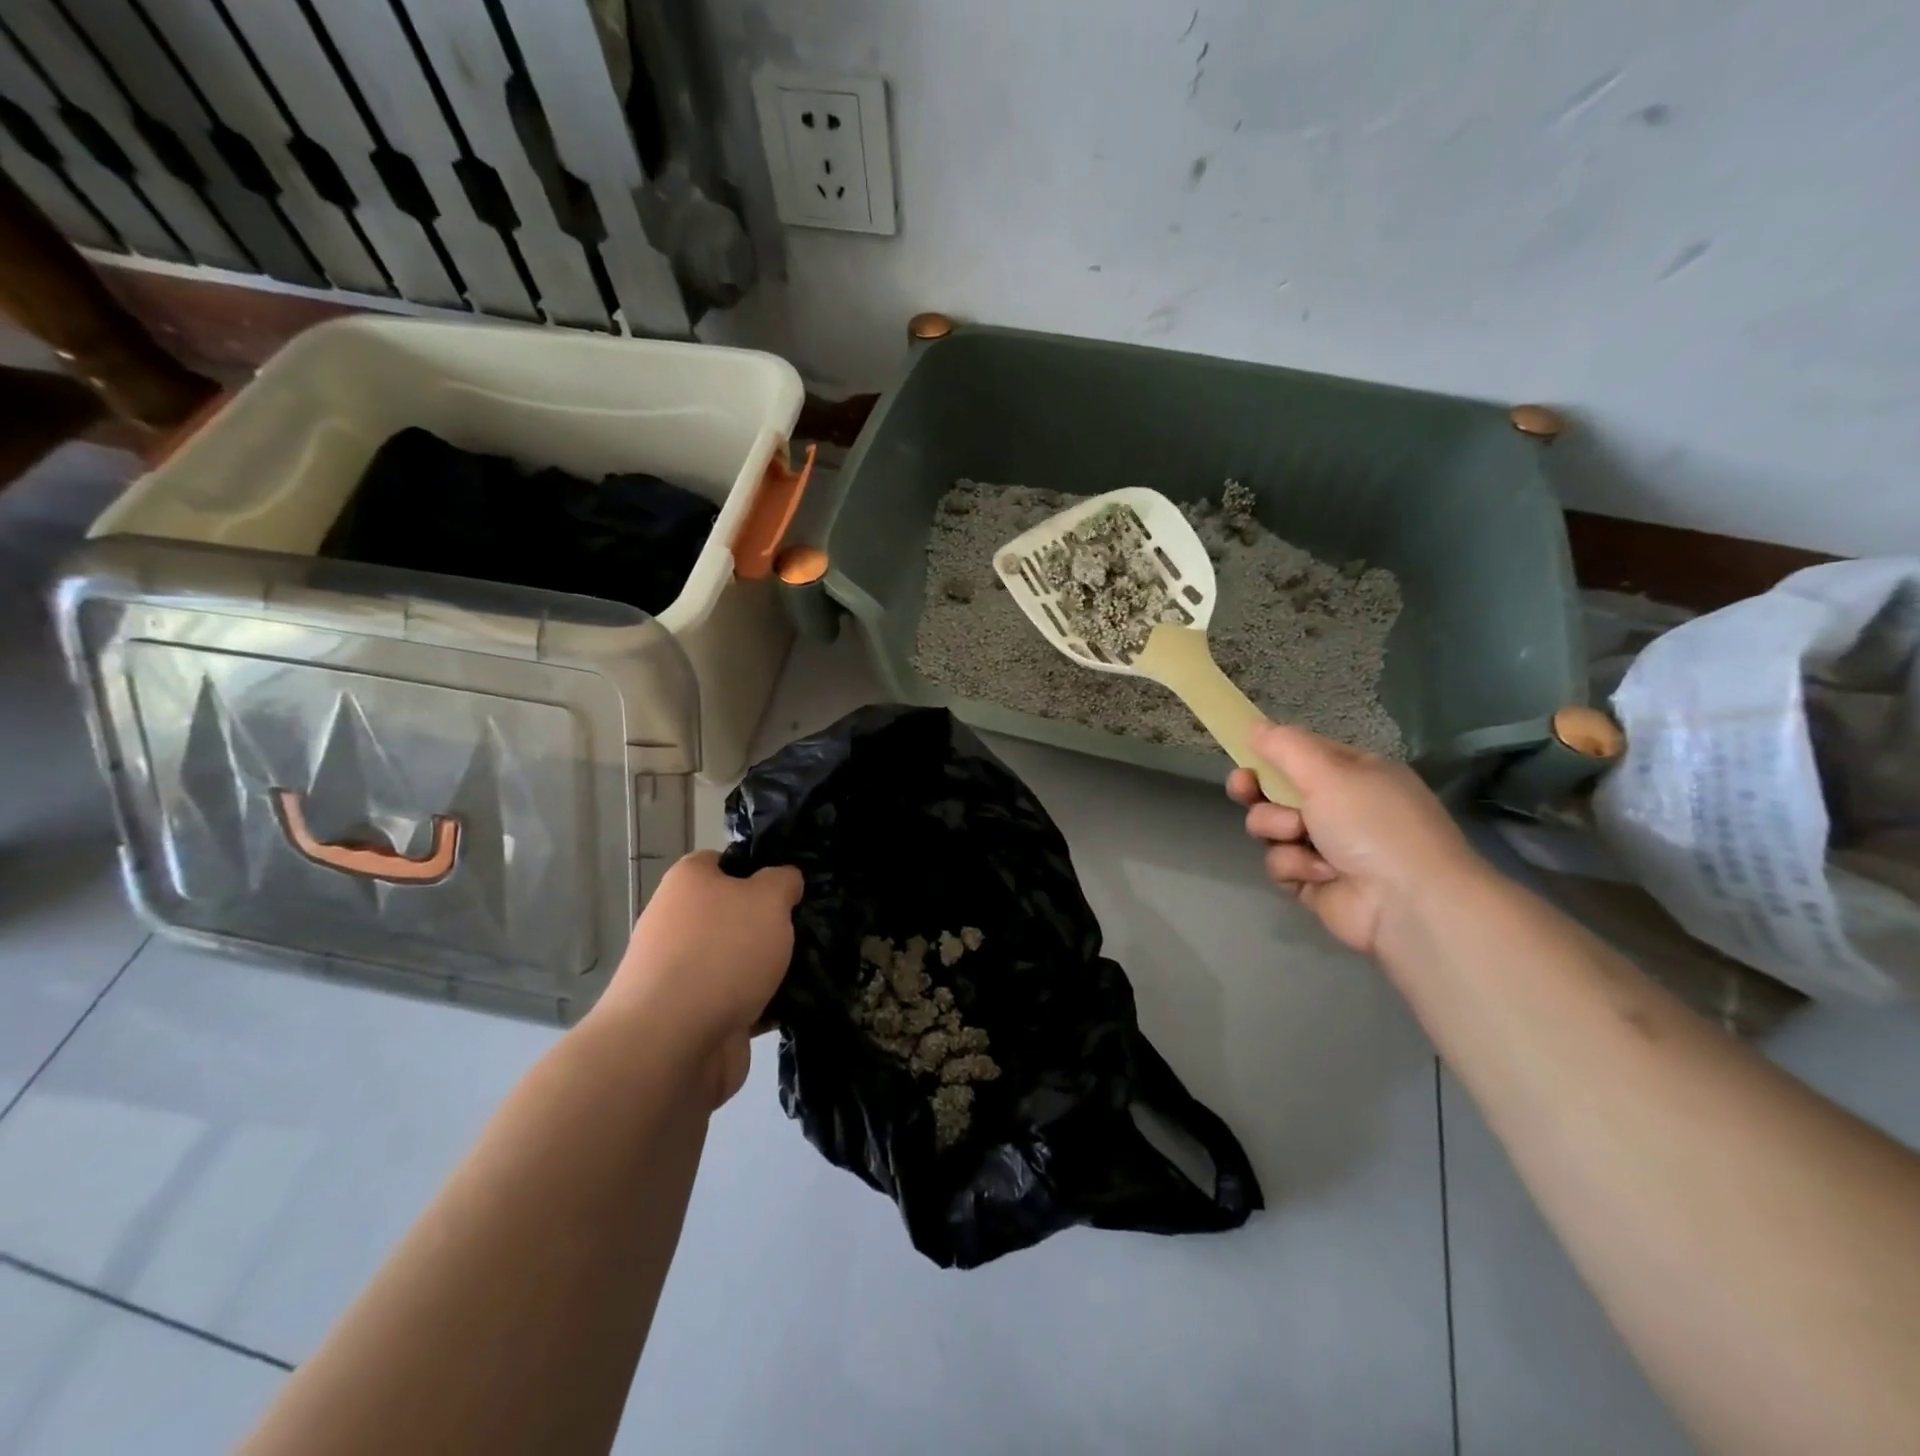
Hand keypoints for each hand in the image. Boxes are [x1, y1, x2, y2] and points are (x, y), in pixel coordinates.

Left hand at [595, 851, 802, 1107]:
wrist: (672, 1044)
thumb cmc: (721, 952)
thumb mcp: (768, 898)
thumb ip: (783, 880)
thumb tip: (784, 881)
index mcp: (688, 882)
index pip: (726, 861)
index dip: (760, 867)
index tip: (793, 883)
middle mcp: (679, 922)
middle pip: (736, 913)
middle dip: (773, 922)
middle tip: (811, 926)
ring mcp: (685, 972)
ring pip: (741, 958)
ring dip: (773, 966)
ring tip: (818, 965)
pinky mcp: (697, 1015)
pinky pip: (742, 999)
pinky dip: (767, 1003)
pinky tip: (800, 1003)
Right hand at [1226, 724, 1481, 957]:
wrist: (1407, 903)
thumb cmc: (1373, 824)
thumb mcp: (1329, 772)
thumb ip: (1285, 746)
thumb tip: (1253, 725)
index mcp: (1355, 775)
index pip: (1302, 756)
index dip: (1271, 755)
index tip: (1245, 757)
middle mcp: (1341, 808)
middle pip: (1278, 792)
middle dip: (1258, 792)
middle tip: (1244, 790)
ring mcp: (1326, 847)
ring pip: (1272, 828)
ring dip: (1278, 830)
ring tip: (1299, 837)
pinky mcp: (1313, 882)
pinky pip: (1280, 864)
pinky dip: (1293, 867)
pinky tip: (1319, 873)